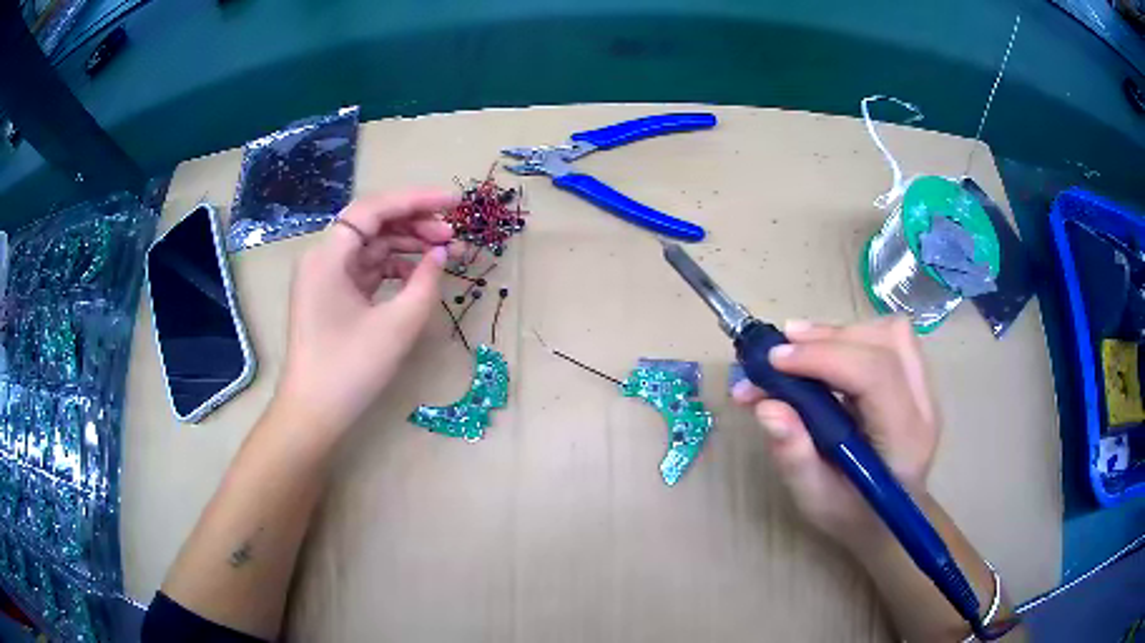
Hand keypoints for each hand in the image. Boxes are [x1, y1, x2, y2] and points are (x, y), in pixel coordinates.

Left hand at [274, 190, 458, 439]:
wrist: (313, 413)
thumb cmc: (350, 369)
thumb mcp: (397, 326)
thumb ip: (426, 282)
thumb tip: (442, 253)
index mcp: (329, 256)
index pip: (374, 209)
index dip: (416, 200)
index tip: (454, 204)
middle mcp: (323, 258)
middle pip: (372, 223)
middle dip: (415, 223)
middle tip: (454, 236)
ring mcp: (325, 277)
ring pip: (371, 245)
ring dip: (407, 245)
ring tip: (446, 254)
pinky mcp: (332, 295)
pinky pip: (366, 268)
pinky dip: (394, 267)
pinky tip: (419, 276)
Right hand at [731, 317, 938, 549]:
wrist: (886, 521)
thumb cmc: (851, 515)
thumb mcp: (814, 498)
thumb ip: (793, 456)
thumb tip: (766, 406)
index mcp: (904, 440)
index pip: (875, 375)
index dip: (824, 358)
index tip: (774, 361)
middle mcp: (923, 406)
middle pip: (886, 343)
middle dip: (828, 339)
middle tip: (778, 353)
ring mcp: (925, 389)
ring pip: (890, 333)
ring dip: (841, 335)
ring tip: (800, 351)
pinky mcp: (915, 379)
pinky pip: (889, 340)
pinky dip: (852, 338)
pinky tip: (825, 356)